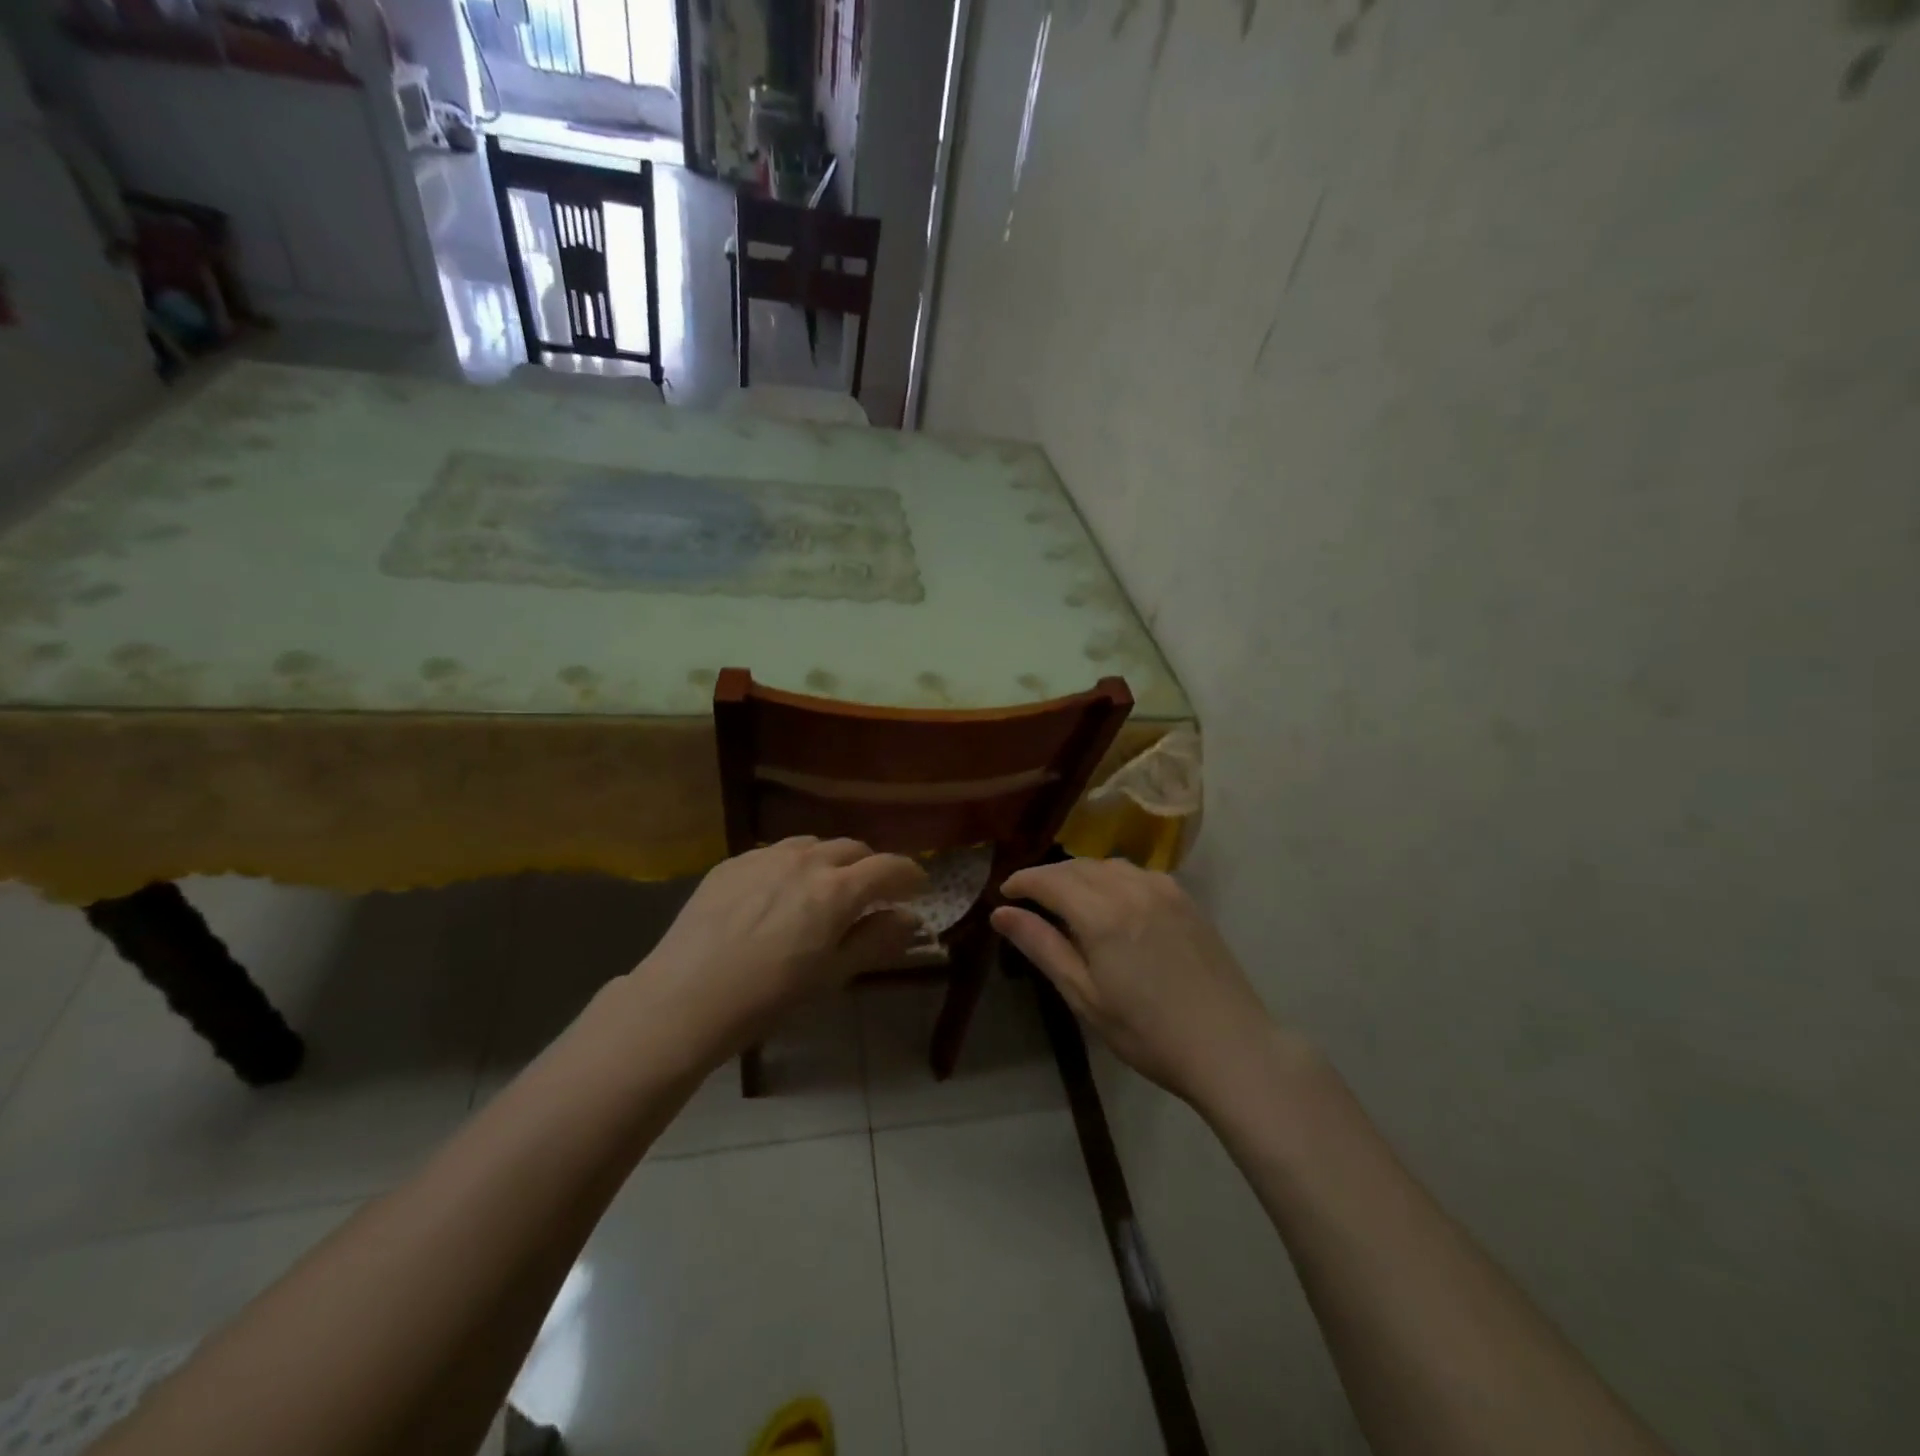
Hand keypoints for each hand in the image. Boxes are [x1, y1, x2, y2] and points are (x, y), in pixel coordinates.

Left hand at [633, 838, 924, 1056]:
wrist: (684, 998)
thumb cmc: (767, 997)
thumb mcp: (831, 975)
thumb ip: (876, 940)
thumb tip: (910, 918)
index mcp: (837, 890)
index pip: (889, 867)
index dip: (910, 875)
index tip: (918, 888)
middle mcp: (806, 861)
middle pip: (853, 849)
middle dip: (870, 867)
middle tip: (871, 893)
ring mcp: (765, 857)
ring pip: (813, 845)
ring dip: (831, 861)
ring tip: (824, 888)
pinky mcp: (732, 862)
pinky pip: (775, 853)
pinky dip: (792, 865)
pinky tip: (778, 893)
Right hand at [992, 858, 1291, 1107]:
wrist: (1230, 1047)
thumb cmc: (1148, 1033)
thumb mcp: (1085, 996)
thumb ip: (1042, 947)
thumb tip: (1001, 914)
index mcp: (1102, 914)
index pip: (1050, 881)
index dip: (1023, 882)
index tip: (1004, 894)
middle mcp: (1132, 889)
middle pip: (1078, 867)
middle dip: (1049, 876)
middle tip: (1029, 899)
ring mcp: (1164, 890)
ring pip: (1109, 865)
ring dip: (1081, 874)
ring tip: (1067, 898)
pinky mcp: (1187, 899)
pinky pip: (1138, 873)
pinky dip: (1113, 878)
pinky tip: (1111, 900)